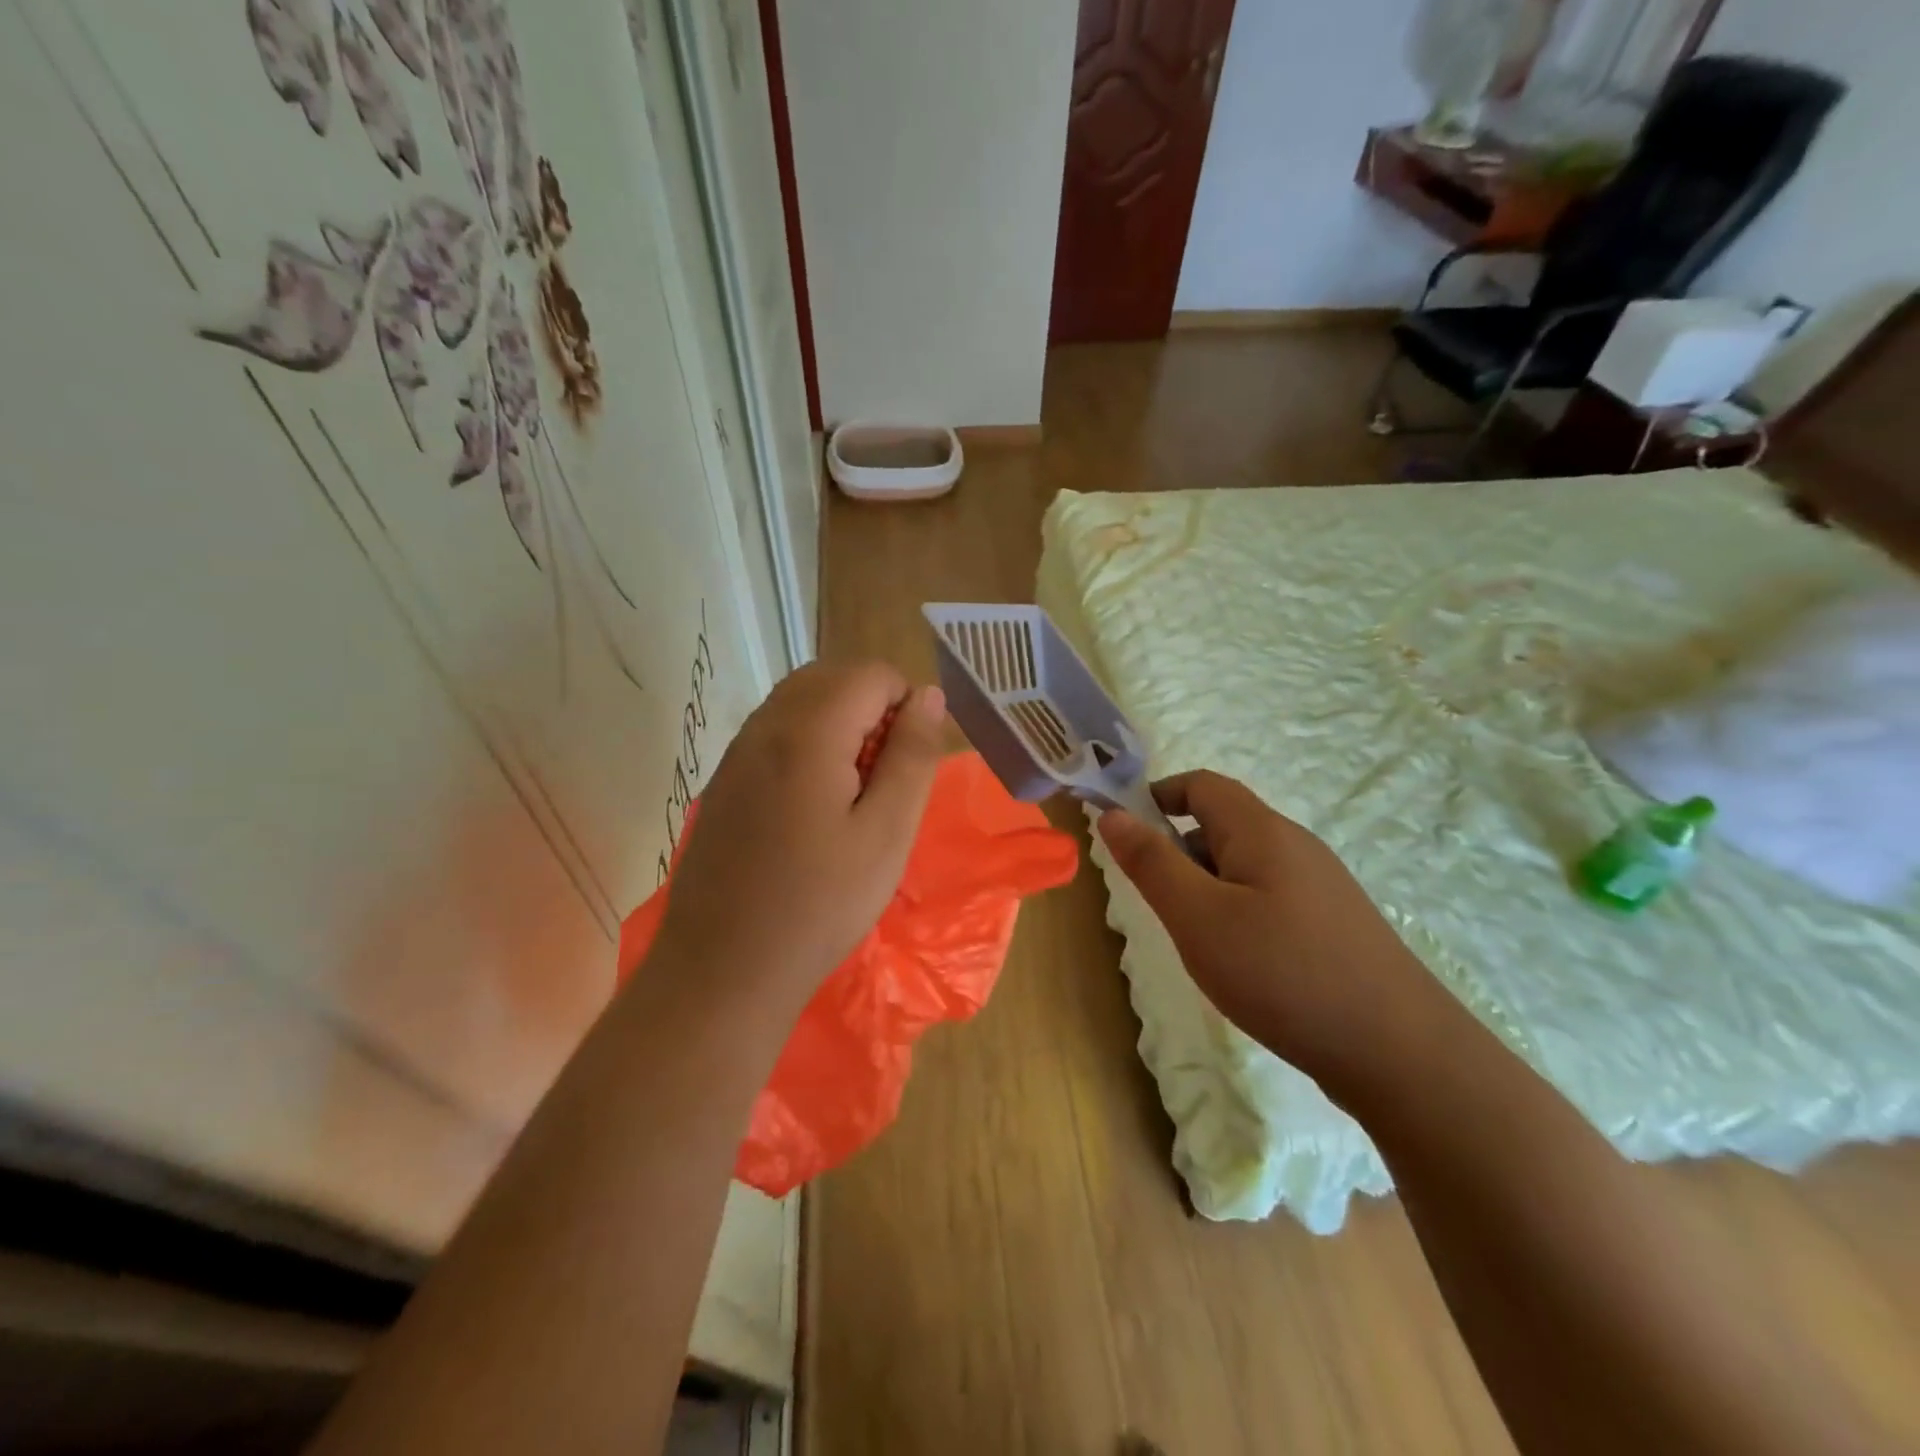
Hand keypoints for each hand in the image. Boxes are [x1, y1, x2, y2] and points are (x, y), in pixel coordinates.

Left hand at [655, 661, 946, 1007]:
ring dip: (840, 724)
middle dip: (871, 708)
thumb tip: (928, 696)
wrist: (723, 969)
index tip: (907, 763)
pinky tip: (814, 806)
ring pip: (800, 700)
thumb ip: (912, 755)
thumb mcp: (887, 832)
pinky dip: (808, 743)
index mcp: (807, 732)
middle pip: (831, 677)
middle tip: (885, 777)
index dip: (904, 704)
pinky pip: (775, 731)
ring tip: (854, 792)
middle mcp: (764, 726)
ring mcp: (736, 752)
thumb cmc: (819, 905)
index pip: (870, 674)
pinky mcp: (724, 780)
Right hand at [1097, 771, 1447, 1091]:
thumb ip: (1151, 863)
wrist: (1401, 1053)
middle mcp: (1295, 845)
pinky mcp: (1334, 924)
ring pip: (1245, 865)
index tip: (1124, 836)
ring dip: (1207, 887)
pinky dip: (1238, 912)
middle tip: (1161, 905)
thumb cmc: (1283, 974)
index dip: (1157, 796)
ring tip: (1198, 941)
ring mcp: (1320, 886)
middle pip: (1222, 824)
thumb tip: (1112, 814)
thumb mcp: (1198, 917)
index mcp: (1262, 831)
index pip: (1201, 785)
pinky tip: (1242, 963)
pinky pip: (1269, 897)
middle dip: (1179, 852)